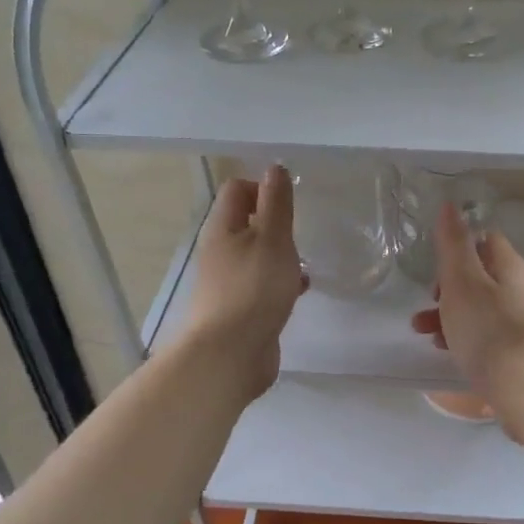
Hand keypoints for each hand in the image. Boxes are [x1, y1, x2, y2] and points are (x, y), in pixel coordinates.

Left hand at [179, 166, 306, 400]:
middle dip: (275, 223)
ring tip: (303, 261)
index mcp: (222, 229)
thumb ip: (276, 203)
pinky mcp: (241, 309)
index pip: (237, 190)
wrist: (230, 355)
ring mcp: (229, 282)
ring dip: (280, 254)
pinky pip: (262, 284)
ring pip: (256, 255)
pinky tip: (300, 289)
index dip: (262, 188)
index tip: (289, 204)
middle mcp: (221, 251)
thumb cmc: (253, 289)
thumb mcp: (272, 238)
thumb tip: (274, 168)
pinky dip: (281, 281)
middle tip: (298, 233)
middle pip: (246, 223)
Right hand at [410, 202, 523, 416]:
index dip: (457, 249)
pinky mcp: (520, 350)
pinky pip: (487, 333)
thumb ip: (453, 244)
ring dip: (450, 314)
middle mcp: (522, 289)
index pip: (485, 241)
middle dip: (447, 288)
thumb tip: (450, 205)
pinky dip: (465, 336)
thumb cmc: (487, 329)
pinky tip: (447, 350)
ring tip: (424, 333)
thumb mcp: (462, 281)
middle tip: (427, 304)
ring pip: (480, 307)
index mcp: (511, 267)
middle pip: (480, 276)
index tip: (437, 269)